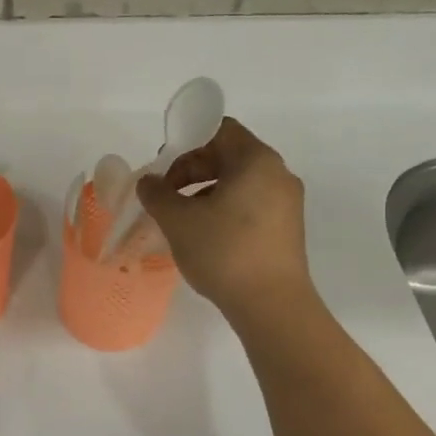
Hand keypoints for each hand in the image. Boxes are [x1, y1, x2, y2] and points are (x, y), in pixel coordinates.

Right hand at [136, 117, 316, 328]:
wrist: (272, 305)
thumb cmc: (224, 252)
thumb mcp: (178, 220)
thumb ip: (157, 194)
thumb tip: (148, 182)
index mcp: (256, 160)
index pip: (220, 130)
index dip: (187, 143)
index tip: (164, 170)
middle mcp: (277, 174)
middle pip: (229, 155)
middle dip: (192, 170)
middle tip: (165, 195)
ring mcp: (286, 202)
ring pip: (238, 182)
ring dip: (205, 192)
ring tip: (181, 219)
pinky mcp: (286, 228)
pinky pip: (250, 204)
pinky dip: (224, 209)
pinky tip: (205, 236)